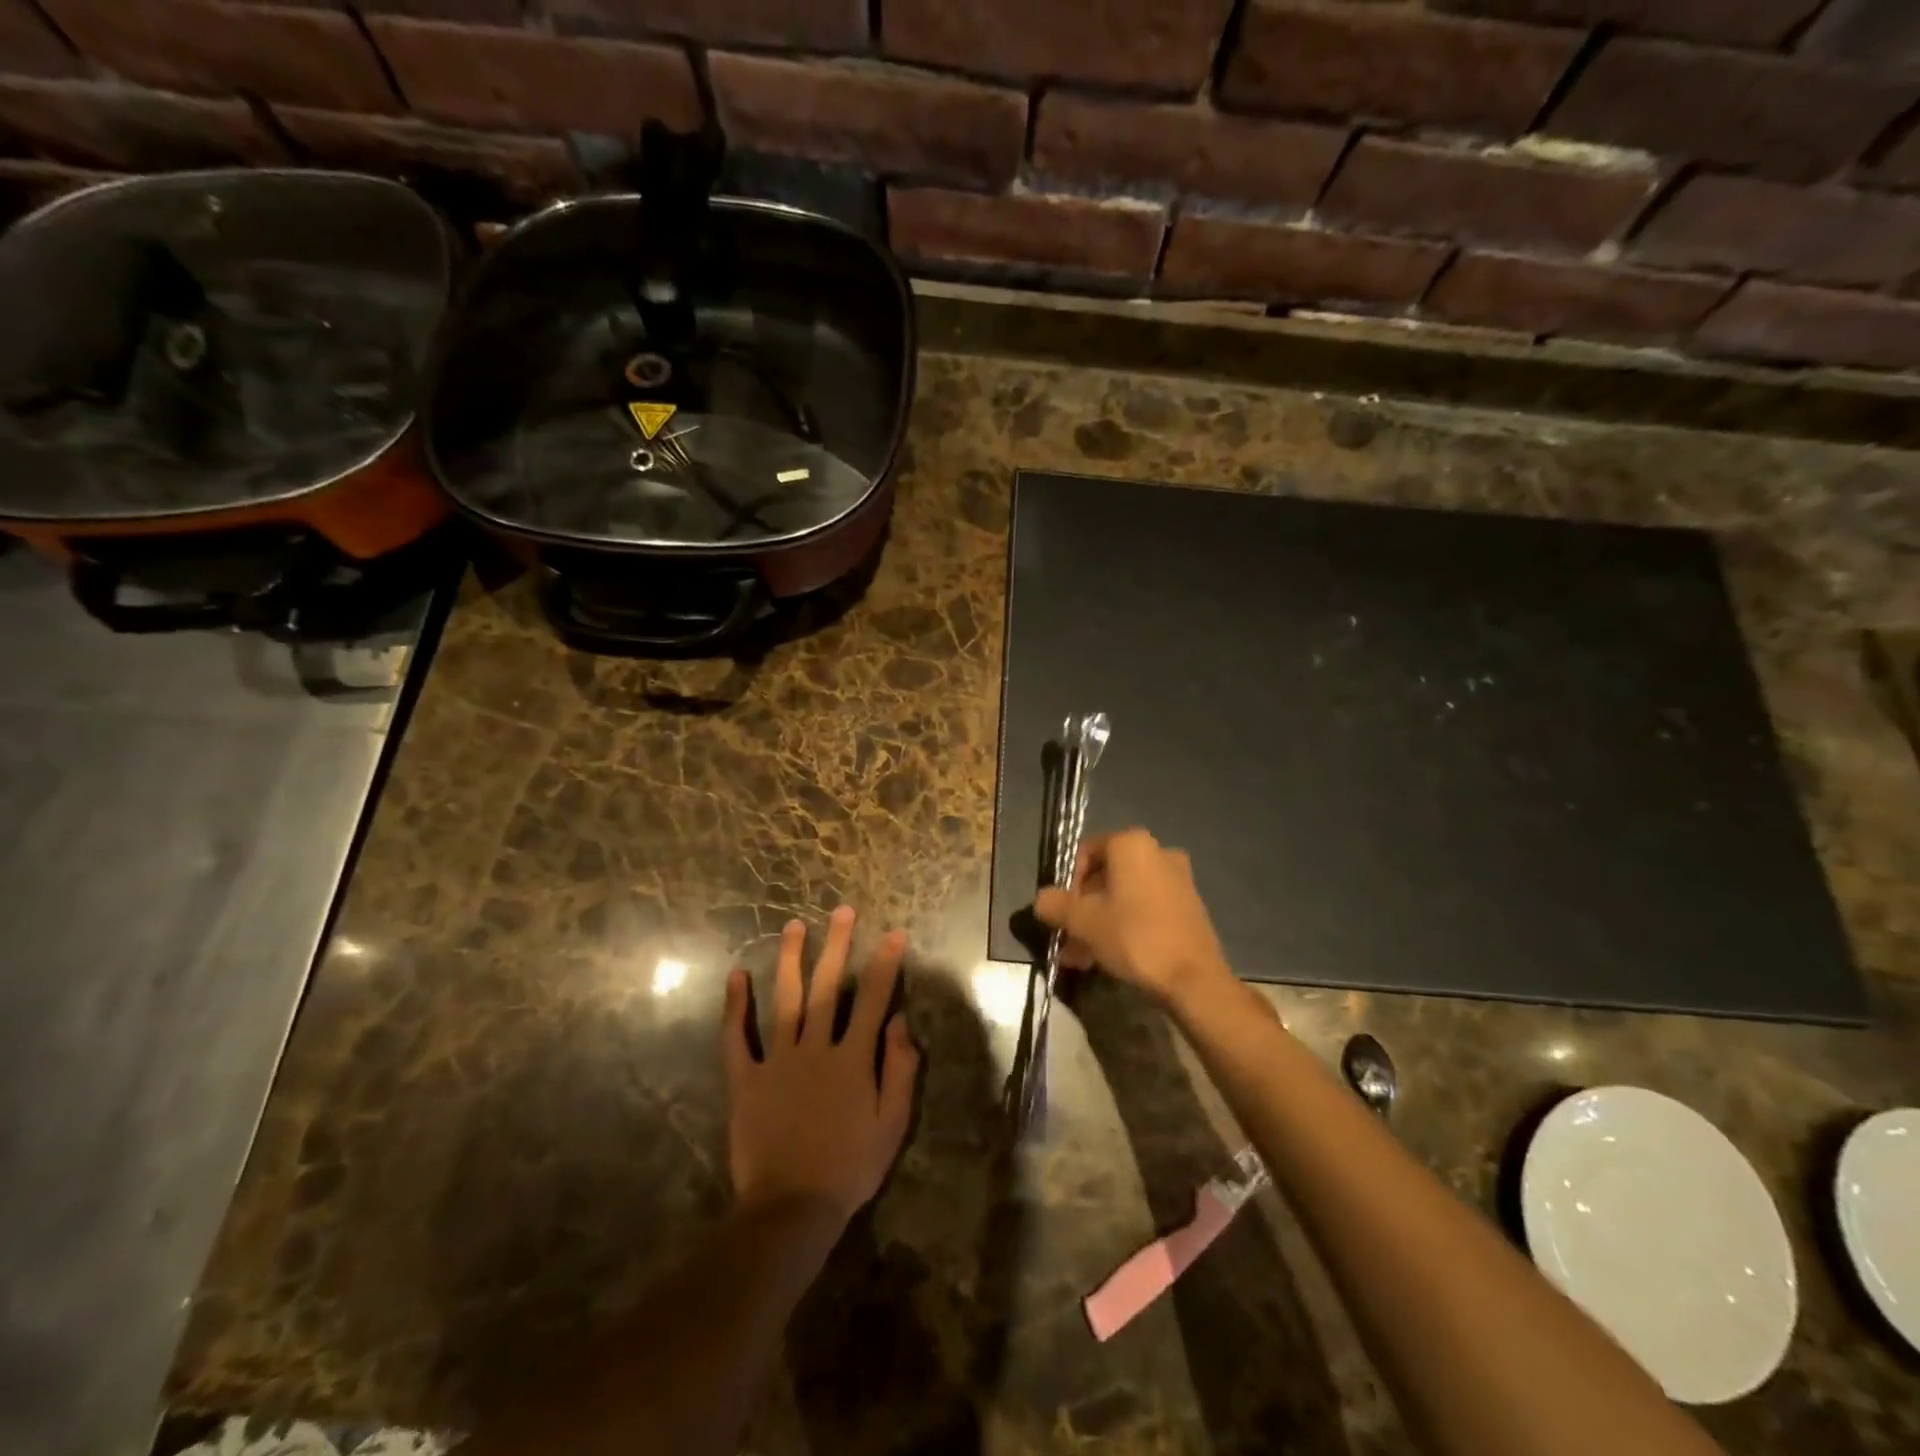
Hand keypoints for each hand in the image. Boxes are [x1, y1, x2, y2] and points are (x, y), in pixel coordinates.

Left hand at [722, 907, 920, 1227]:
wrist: (791, 1208)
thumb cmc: (850, 1167)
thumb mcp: (892, 1124)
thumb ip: (900, 1069)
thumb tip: (899, 1022)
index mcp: (852, 1058)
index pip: (874, 999)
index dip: (886, 963)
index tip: (894, 933)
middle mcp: (815, 1047)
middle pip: (828, 986)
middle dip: (838, 945)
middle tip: (842, 911)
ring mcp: (777, 1060)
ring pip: (785, 999)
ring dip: (790, 960)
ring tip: (793, 926)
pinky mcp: (745, 1079)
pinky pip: (736, 1038)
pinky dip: (735, 1006)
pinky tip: (736, 976)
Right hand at [1033, 828, 1229, 1005]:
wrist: (1194, 980)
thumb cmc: (1135, 938)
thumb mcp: (1083, 922)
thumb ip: (1055, 904)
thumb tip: (1042, 900)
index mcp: (1132, 844)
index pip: (1085, 853)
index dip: (1067, 883)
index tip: (1062, 914)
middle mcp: (1158, 852)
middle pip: (1105, 876)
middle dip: (1082, 909)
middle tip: (1068, 940)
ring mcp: (1178, 879)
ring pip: (1124, 896)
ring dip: (1100, 922)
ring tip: (1082, 958)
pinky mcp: (1189, 905)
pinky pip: (1145, 908)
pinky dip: (1125, 925)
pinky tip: (1110, 957)